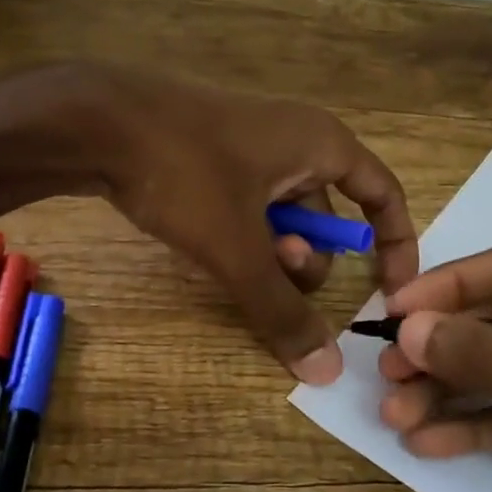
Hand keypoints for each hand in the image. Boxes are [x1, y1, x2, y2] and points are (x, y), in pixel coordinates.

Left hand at [81, 65, 417, 383]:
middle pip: (328, 215)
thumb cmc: (185, 172)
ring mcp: (251, 144)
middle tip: (267, 265)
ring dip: (269, 249)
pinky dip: (240, 233)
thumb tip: (327, 371)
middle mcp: (295, 139)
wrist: (95, 119)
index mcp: (322, 144)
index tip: (388, 294)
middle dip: (305, 256)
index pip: (384, 195)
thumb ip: (281, 309)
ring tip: (229, 255)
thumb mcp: (238, 248)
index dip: (395, 245)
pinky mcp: (212, 154)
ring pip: (282, 215)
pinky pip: (248, 204)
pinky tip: (204, 244)